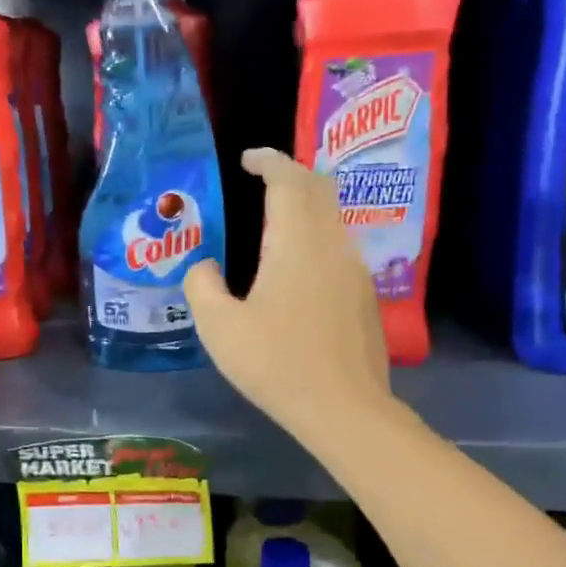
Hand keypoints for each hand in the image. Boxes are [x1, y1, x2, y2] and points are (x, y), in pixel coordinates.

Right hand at [185, 148, 389, 442]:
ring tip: (274, 218)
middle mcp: (331, 243)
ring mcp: (354, 269)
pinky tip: (296, 264)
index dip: (268, 161)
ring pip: (333, 216)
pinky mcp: (363, 294)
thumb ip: (202, 286)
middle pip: (319, 188)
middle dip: (291, 174)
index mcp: (295, 242)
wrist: (343, 408)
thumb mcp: (219, 328)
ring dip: (306, 204)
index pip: (288, 180)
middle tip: (262, 179)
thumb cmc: (276, 363)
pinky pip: (338, 245)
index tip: (248, 159)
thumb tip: (204, 267)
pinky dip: (316, 234)